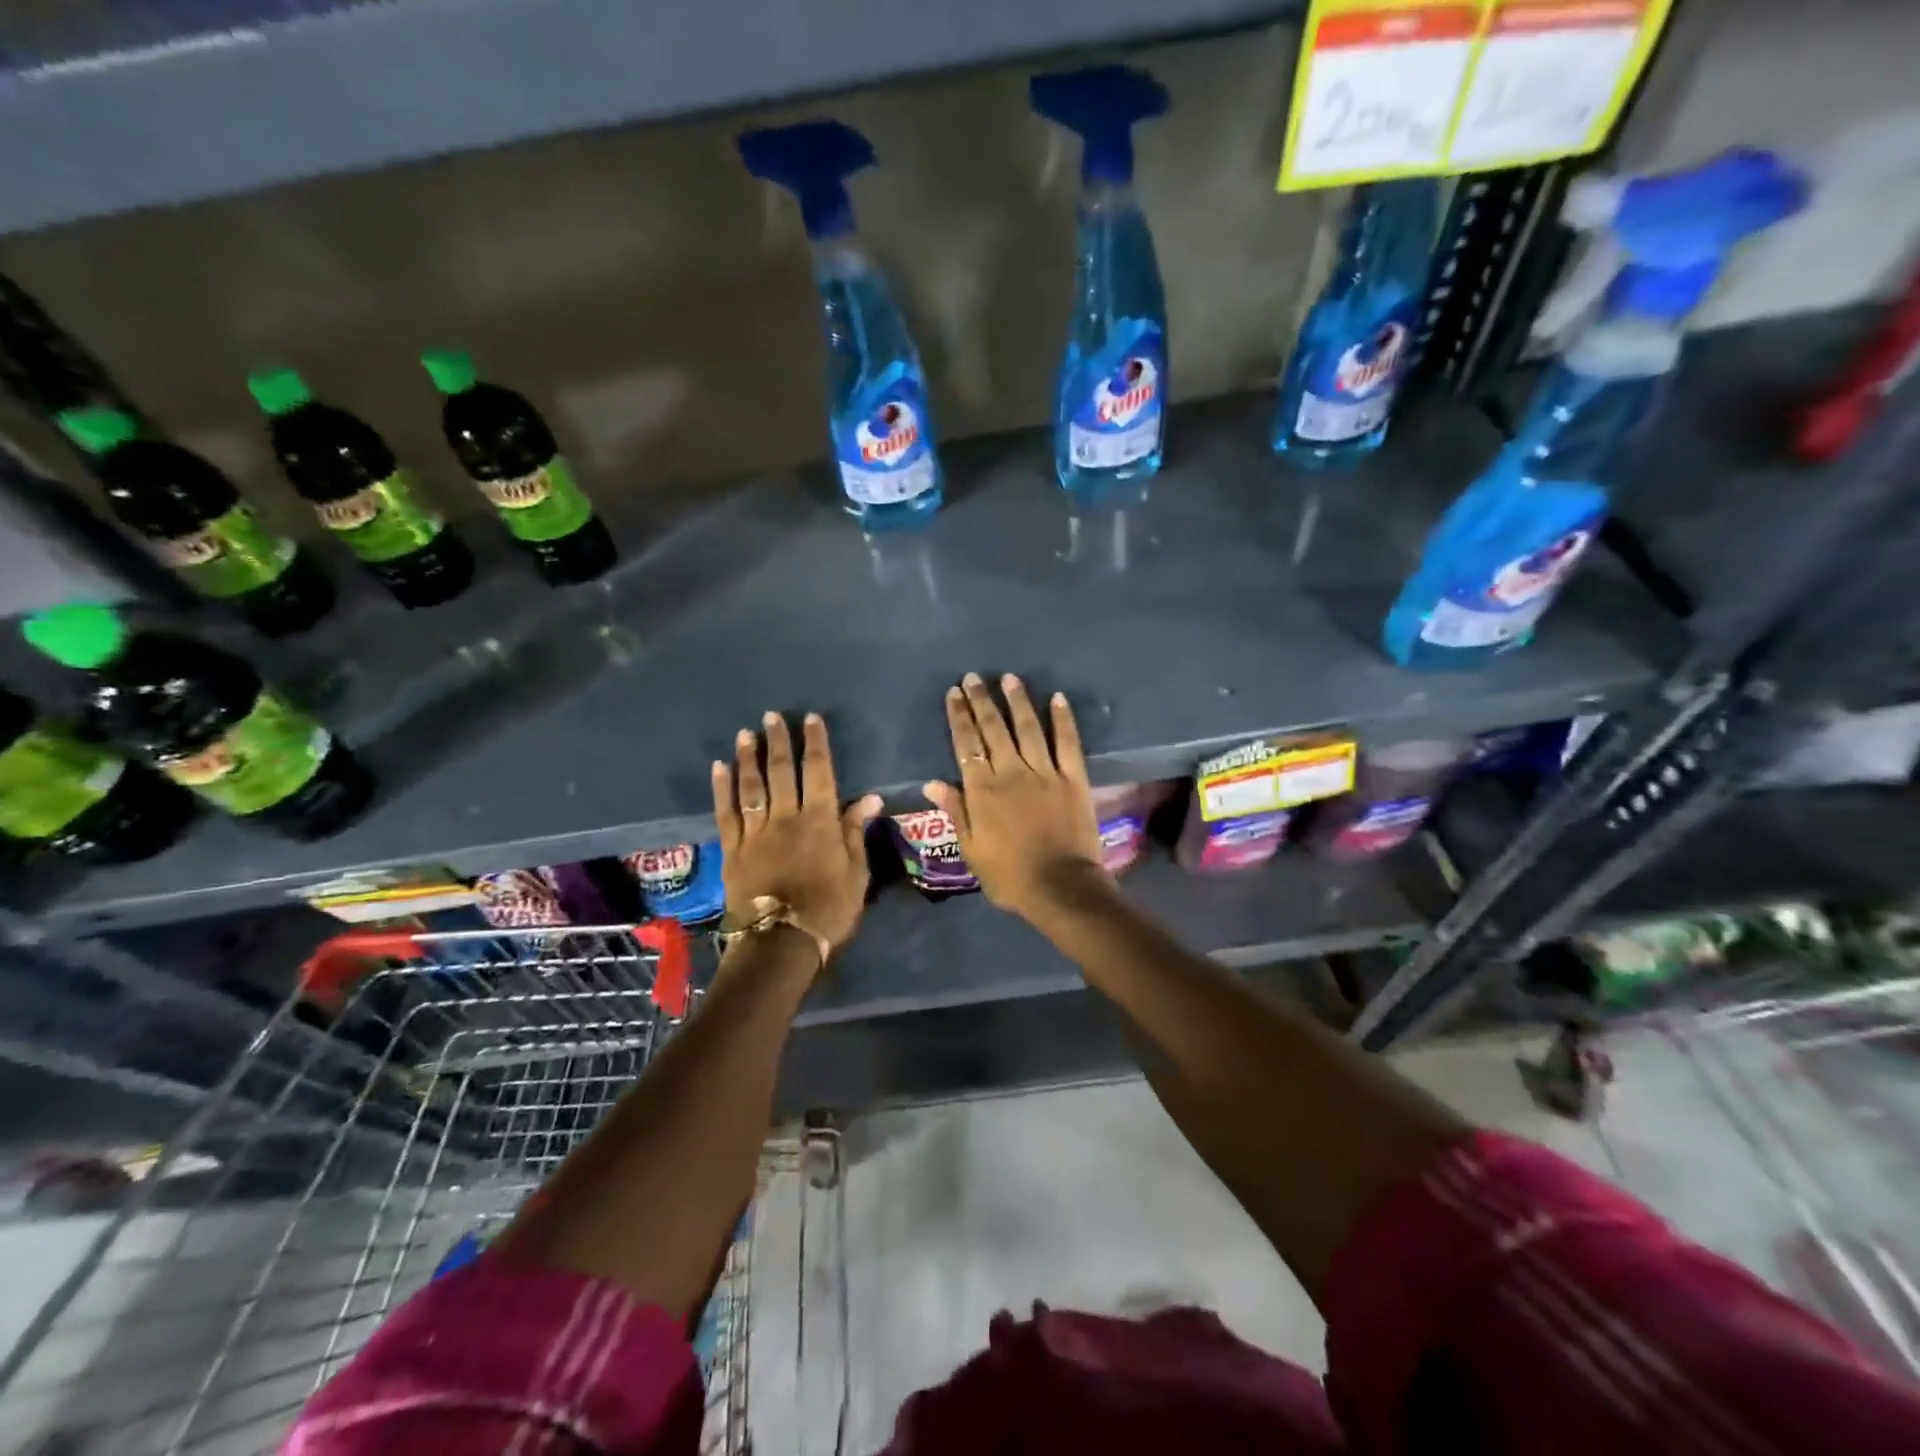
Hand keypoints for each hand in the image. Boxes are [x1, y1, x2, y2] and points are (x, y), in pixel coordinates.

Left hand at [713, 713, 880, 960]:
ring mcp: (756, 833)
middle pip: (782, 771)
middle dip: (779, 741)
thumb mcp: (857, 873)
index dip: (816, 743)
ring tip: (746, 734)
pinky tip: (719, 768)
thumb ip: (856, 832)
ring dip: (748, 758)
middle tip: (772, 716)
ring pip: (751, 786)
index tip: (810, 719)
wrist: (781, 943)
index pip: (820, 772)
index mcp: (820, 821)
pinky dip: (722, 789)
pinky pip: (726, 813)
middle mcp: (786, 818)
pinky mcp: (733, 850)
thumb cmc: (829, 910)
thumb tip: (869, 797)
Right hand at [924, 674, 1109, 922]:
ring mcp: (1045, 772)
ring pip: (1028, 728)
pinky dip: (1063, 719)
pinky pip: (1067, 742)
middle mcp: (1011, 772)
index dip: (959, 716)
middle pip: (993, 729)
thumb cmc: (1009, 876)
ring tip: (1009, 678)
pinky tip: (1057, 698)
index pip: (967, 744)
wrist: (1060, 888)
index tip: (954, 693)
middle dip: (981, 700)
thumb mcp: (971, 850)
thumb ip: (956, 811)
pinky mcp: (1073, 778)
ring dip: (1017, 701)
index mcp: (982, 790)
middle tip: (973, 677)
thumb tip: (933, 782)